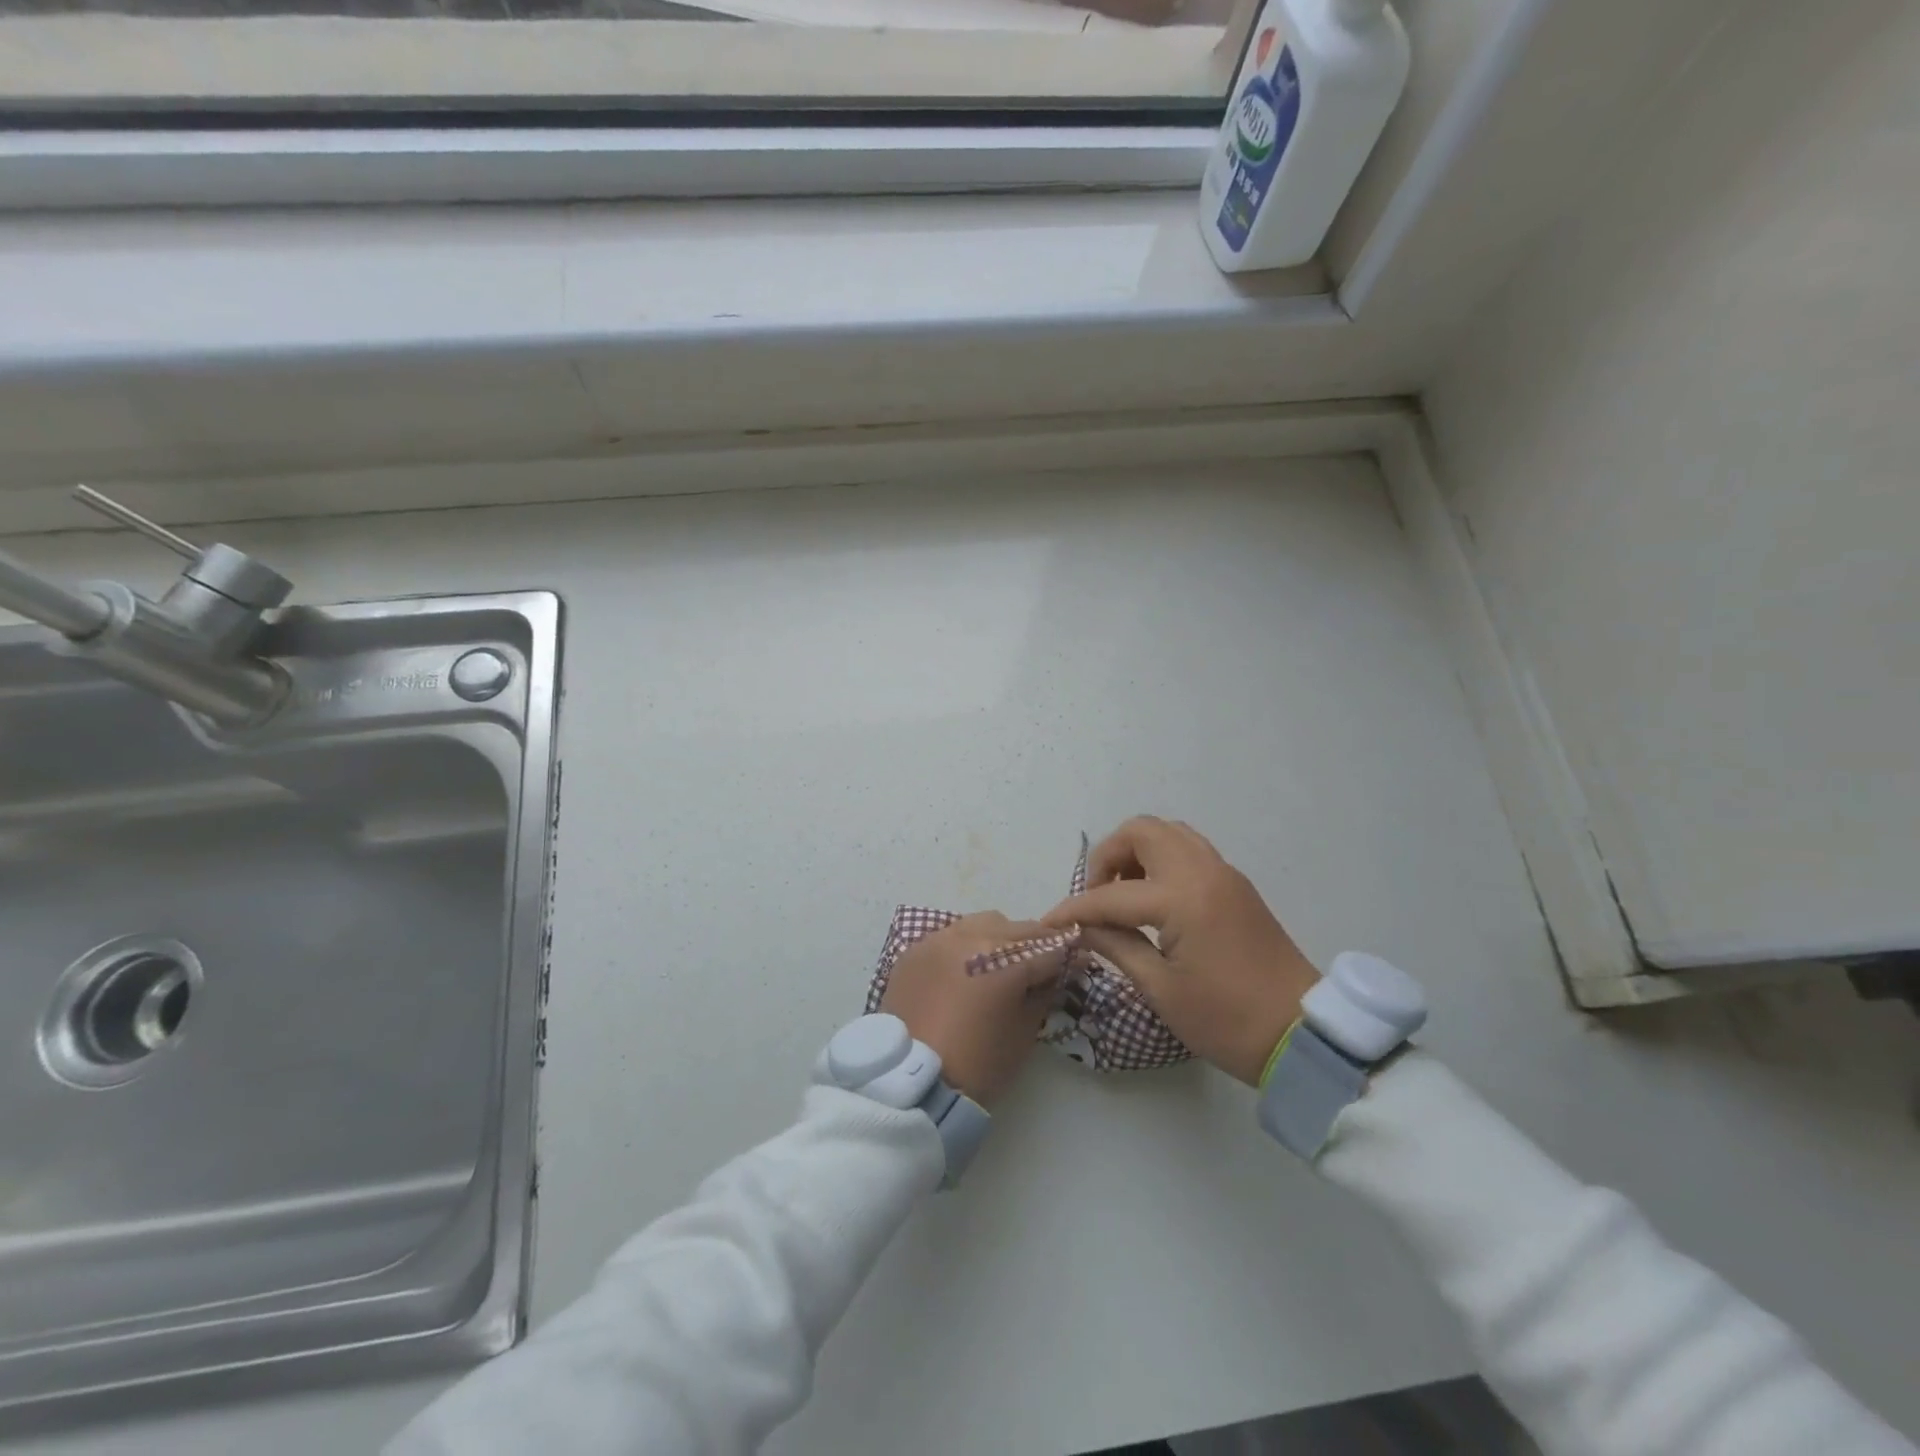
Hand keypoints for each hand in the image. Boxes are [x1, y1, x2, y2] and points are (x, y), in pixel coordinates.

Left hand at [879, 913, 1071, 1105]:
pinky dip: (966, 946)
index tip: (1077, 963)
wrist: (910, 1084)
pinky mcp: (915, 950)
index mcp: (1005, 959)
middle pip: (1018, 929)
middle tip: (1042, 965)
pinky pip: (950, 936)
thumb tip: (1055, 974)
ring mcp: (939, 939)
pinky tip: (967, 969)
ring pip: (983, 923)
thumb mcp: (1024, 1032)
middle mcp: (972, 937)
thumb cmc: (977, 1065)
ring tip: (1001, 964)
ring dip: (999, 938)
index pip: (1049, 949)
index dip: (1068, 957)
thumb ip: (1043, 993)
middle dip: (1035, 944)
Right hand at [1044, 817, 1319, 1085]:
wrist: (1302, 1034)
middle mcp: (1202, 871)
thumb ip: (1116, 946)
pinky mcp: (1235, 885)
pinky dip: (1162, 860)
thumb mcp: (1161, 989)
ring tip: (1124, 894)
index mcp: (1182, 899)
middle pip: (1142, 831)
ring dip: (1137, 852)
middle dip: (1109, 856)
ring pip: (1169, 833)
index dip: (1075, 908)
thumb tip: (1082, 927)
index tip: (1049, 923)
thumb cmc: (1227, 1020)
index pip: (1111, 894)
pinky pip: (1190, 850)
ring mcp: (1223, 873)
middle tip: (1098, 896)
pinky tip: (1154, 900)